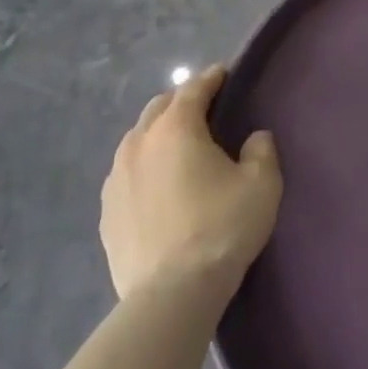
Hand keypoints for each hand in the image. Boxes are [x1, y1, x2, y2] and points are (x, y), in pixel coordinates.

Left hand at [100, 65, 281, 306]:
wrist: (171, 294)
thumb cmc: (221, 228)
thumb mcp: (262, 183)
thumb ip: (261, 150)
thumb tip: (253, 138)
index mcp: (176, 128)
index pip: (193, 88)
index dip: (211, 78)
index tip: (224, 74)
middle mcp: (139, 143)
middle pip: (159, 107)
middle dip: (181, 101)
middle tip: (204, 110)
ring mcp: (116, 178)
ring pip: (137, 139)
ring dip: (158, 133)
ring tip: (178, 147)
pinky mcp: (106, 212)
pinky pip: (126, 173)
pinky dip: (143, 166)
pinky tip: (157, 184)